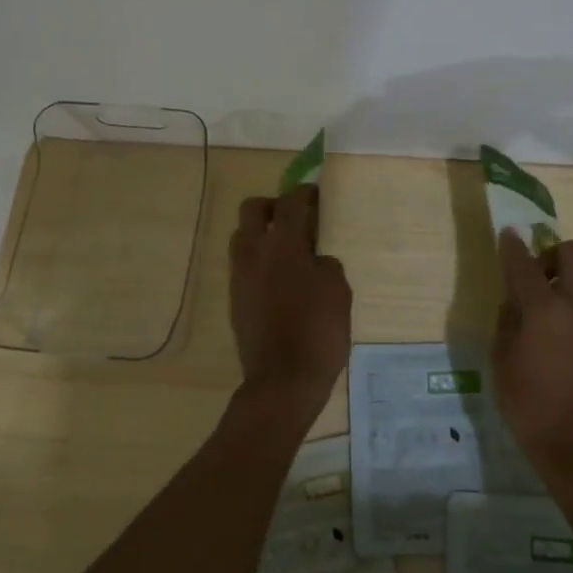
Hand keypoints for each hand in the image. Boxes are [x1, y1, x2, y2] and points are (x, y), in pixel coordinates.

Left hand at [229, 187, 352, 414]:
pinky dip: (259, 261)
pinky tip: (280, 279)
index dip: (304, 193)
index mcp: (283, 244)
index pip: (290, 202)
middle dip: (273, 206)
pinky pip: (243, 265)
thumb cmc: (318, 331)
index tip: (315, 194)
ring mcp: (239, 276)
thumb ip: (325, 264)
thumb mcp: (338, 290)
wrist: (283, 380)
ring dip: (262, 233)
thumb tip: (313, 260)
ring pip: (243, 237)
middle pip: (253, 209)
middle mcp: (254, 252)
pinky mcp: (234, 299)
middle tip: (295, 218)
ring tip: (287, 250)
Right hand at [492, 230, 572, 488]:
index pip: (525, 264)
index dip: (513, 246)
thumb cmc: (527, 403)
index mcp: (545, 309)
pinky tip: (559, 340)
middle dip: (550, 254)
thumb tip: (514, 303)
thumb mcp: (501, 360)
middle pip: (572, 254)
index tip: (508, 234)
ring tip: (543, 314)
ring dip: (563, 282)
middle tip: (533, 276)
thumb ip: (507, 321)